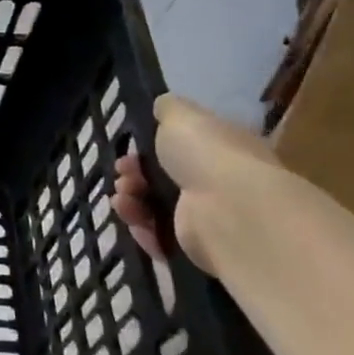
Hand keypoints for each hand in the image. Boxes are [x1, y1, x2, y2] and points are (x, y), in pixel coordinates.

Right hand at [111, 94, 280, 274]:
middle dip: (134, 174)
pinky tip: (130, 216)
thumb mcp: (182, 116)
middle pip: (163, 178)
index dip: (149, 147)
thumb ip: (168, 109)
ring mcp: (208, 218)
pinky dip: (141, 227)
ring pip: (156, 207)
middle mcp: (218, 183)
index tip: (129, 149)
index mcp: (221, 150)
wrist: (230, 211)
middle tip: (123, 173)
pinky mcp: (196, 248)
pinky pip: (159, 236)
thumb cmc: (207, 155)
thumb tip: (161, 107)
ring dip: (131, 199)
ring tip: (122, 197)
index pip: (182, 148)